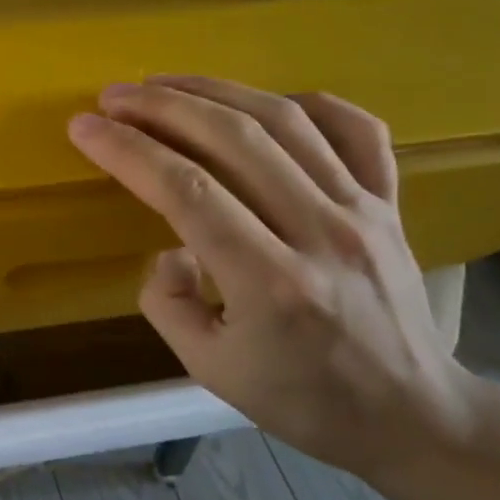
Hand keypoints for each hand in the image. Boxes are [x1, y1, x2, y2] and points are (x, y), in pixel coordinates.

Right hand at [68, 76, 497, 485]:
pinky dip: (307, 102)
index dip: (128, 151)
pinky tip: (264, 101)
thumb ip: (169, 305)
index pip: (187, 191)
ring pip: (286, 121)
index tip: (85, 128)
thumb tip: (168, 248)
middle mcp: (321, 232)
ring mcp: (364, 210)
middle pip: (234, 139)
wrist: (415, 416)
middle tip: (114, 96)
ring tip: (165, 83)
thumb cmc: (306, 401)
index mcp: (271, 283)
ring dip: (216, 91)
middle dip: (162, 107)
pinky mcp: (390, 203)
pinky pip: (357, 130)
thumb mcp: (211, 372)